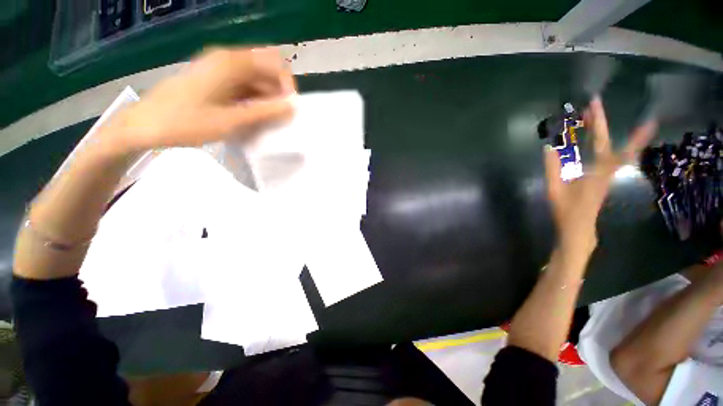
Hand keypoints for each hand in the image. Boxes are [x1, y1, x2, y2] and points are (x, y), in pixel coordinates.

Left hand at [105, 47, 295, 153]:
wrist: (144, 125)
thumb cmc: (186, 122)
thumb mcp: (231, 120)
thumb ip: (265, 112)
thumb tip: (292, 107)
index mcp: (230, 62)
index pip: (274, 62)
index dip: (287, 84)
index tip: (289, 108)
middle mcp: (227, 59)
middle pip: (265, 70)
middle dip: (277, 94)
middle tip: (278, 119)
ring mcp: (219, 69)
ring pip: (255, 80)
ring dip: (266, 99)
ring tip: (266, 122)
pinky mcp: (214, 79)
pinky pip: (243, 86)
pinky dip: (253, 100)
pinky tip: (252, 117)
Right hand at [544, 96, 657, 261]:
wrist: (579, 226)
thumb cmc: (566, 209)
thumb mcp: (554, 189)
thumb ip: (552, 168)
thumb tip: (548, 147)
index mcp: (595, 172)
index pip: (600, 143)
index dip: (600, 124)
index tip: (595, 105)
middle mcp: (606, 170)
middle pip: (608, 141)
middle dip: (601, 122)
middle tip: (593, 104)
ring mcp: (607, 173)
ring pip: (614, 148)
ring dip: (604, 131)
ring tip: (596, 117)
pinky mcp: (604, 177)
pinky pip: (613, 157)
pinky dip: (610, 144)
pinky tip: (600, 139)